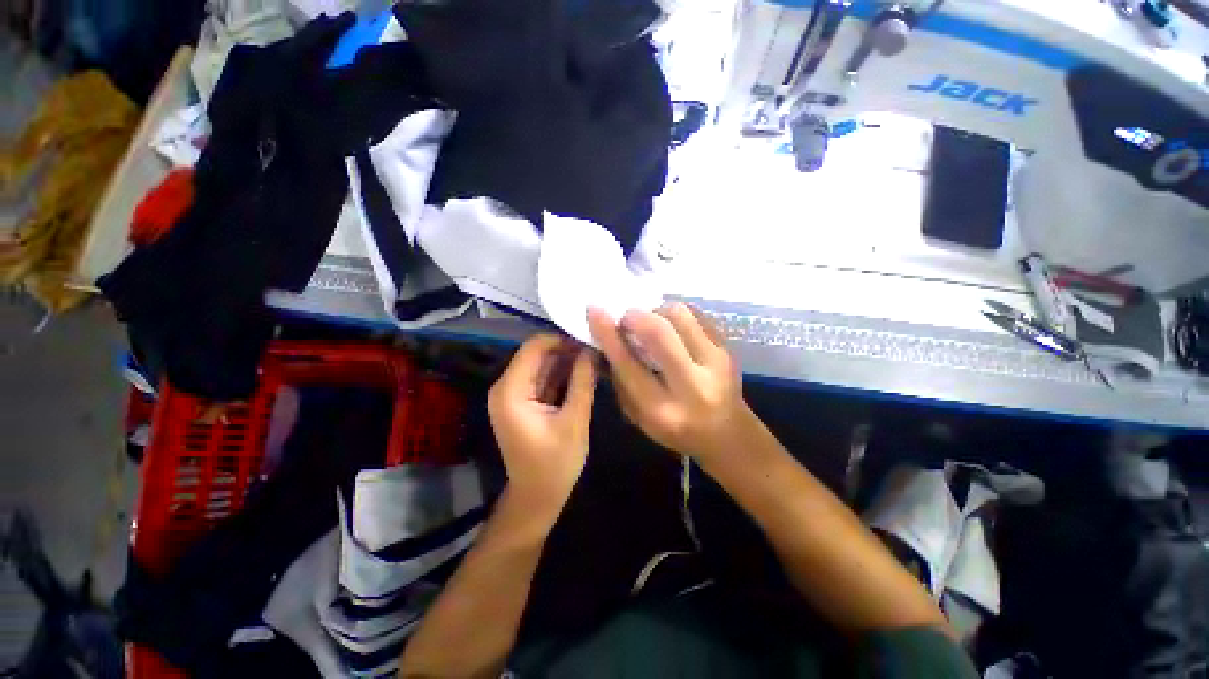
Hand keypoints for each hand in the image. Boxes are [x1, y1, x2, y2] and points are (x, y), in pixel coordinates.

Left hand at [488, 334, 597, 519]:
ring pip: (543, 365)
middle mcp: (506, 387)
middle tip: (598, 348)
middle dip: (567, 350)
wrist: (537, 498)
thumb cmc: (554, 465)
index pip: (534, 347)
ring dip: (567, 361)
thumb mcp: (574, 421)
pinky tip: (586, 371)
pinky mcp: (524, 401)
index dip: (562, 339)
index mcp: (511, 391)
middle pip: (538, 354)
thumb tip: (591, 350)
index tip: (589, 340)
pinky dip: (563, 374)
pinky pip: (544, 378)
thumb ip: (582, 382)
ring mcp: (514, 394)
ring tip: (596, 358)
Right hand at [587, 303, 750, 462]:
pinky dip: (675, 314)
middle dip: (635, 316)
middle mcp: (692, 385)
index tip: (594, 311)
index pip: (629, 364)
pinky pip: (696, 314)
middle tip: (626, 319)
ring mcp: (716, 363)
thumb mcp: (638, 416)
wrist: (727, 433)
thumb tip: (606, 337)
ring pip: (680, 315)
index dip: (608, 334)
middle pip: (659, 332)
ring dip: (656, 312)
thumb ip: (620, 378)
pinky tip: (670, 326)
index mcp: (662, 410)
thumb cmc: (674, 429)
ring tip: (650, 322)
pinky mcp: (728, 348)